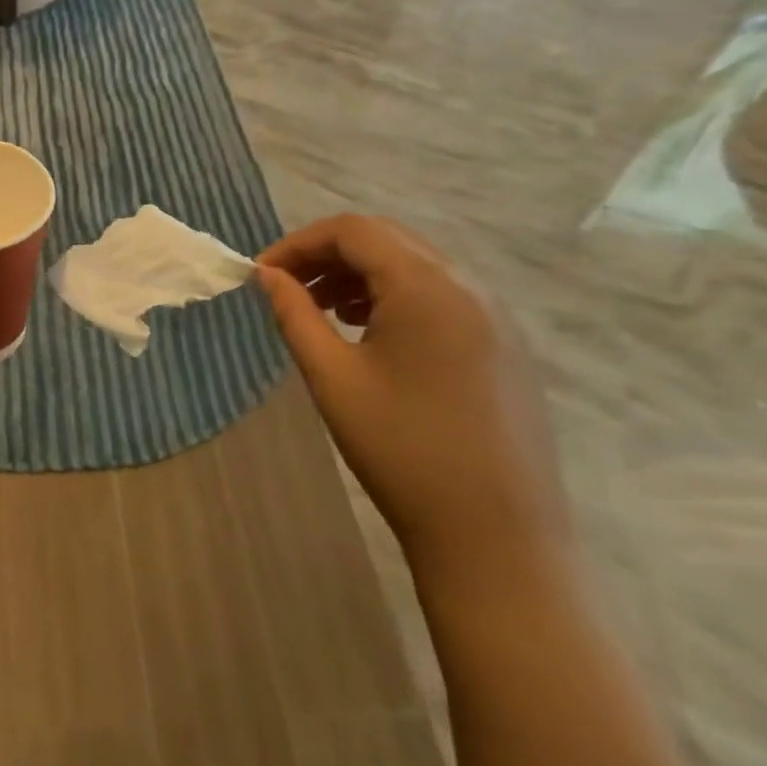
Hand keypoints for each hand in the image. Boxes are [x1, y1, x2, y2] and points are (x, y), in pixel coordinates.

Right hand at [254, 215, 568, 576]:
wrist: (495, 535)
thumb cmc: (401, 450)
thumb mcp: (332, 377)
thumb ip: (295, 315)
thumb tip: (267, 275)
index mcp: (427, 287)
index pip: (353, 230)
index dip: (299, 243)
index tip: (261, 275)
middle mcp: (469, 287)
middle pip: (387, 240)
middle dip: (328, 255)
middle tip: (287, 289)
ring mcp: (496, 316)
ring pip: (416, 267)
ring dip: (361, 275)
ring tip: (324, 312)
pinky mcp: (505, 346)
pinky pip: (442, 296)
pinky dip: (396, 298)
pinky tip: (372, 335)